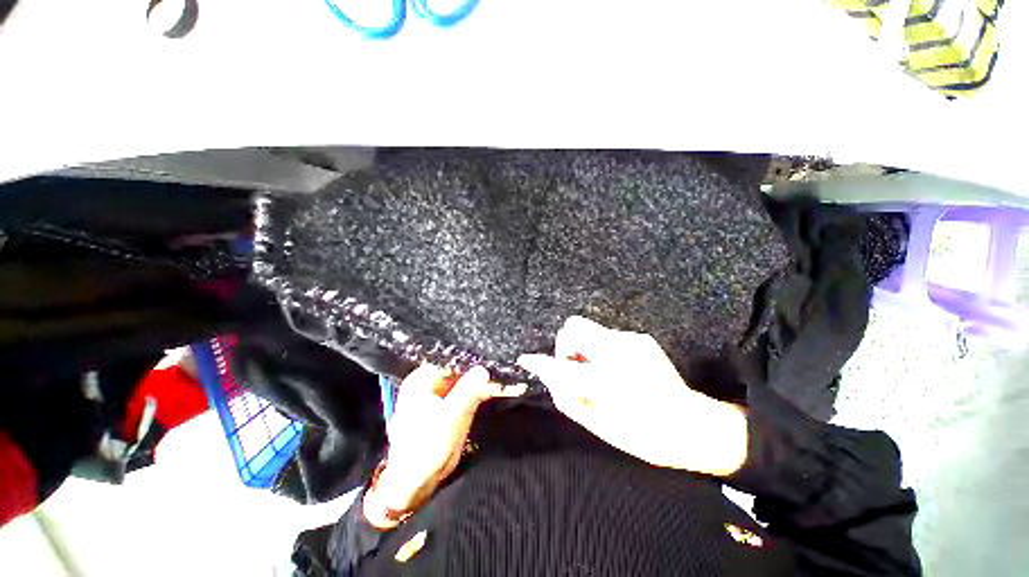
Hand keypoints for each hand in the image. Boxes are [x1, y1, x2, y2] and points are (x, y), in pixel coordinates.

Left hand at [363, 365, 524, 528]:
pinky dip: (484, 391)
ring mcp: (444, 393)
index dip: (472, 356)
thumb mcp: (448, 418)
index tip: (492, 355)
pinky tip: (502, 388)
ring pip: (468, 379)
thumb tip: (484, 369)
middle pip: (461, 368)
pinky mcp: (453, 405)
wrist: (415, 481)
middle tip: (504, 364)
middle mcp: (432, 382)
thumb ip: (466, 392)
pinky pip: (471, 393)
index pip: (451, 359)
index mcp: (423, 379)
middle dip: (482, 367)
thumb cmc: (423, 449)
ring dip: (486, 380)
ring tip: (507, 375)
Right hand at [518, 316, 747, 476]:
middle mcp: (618, 351)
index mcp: (607, 381)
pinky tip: (615, 368)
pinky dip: (600, 349)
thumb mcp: (599, 425)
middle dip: (566, 346)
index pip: (561, 365)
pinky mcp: (640, 338)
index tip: (526, 359)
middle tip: (575, 369)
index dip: (541, 362)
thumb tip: (549, 375)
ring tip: (597, 371)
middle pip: (573, 326)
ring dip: (584, 348)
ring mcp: (631, 339)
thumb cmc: (644, 435)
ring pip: (590, 329)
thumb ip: (568, 396)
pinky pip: (606, 336)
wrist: (693, 425)